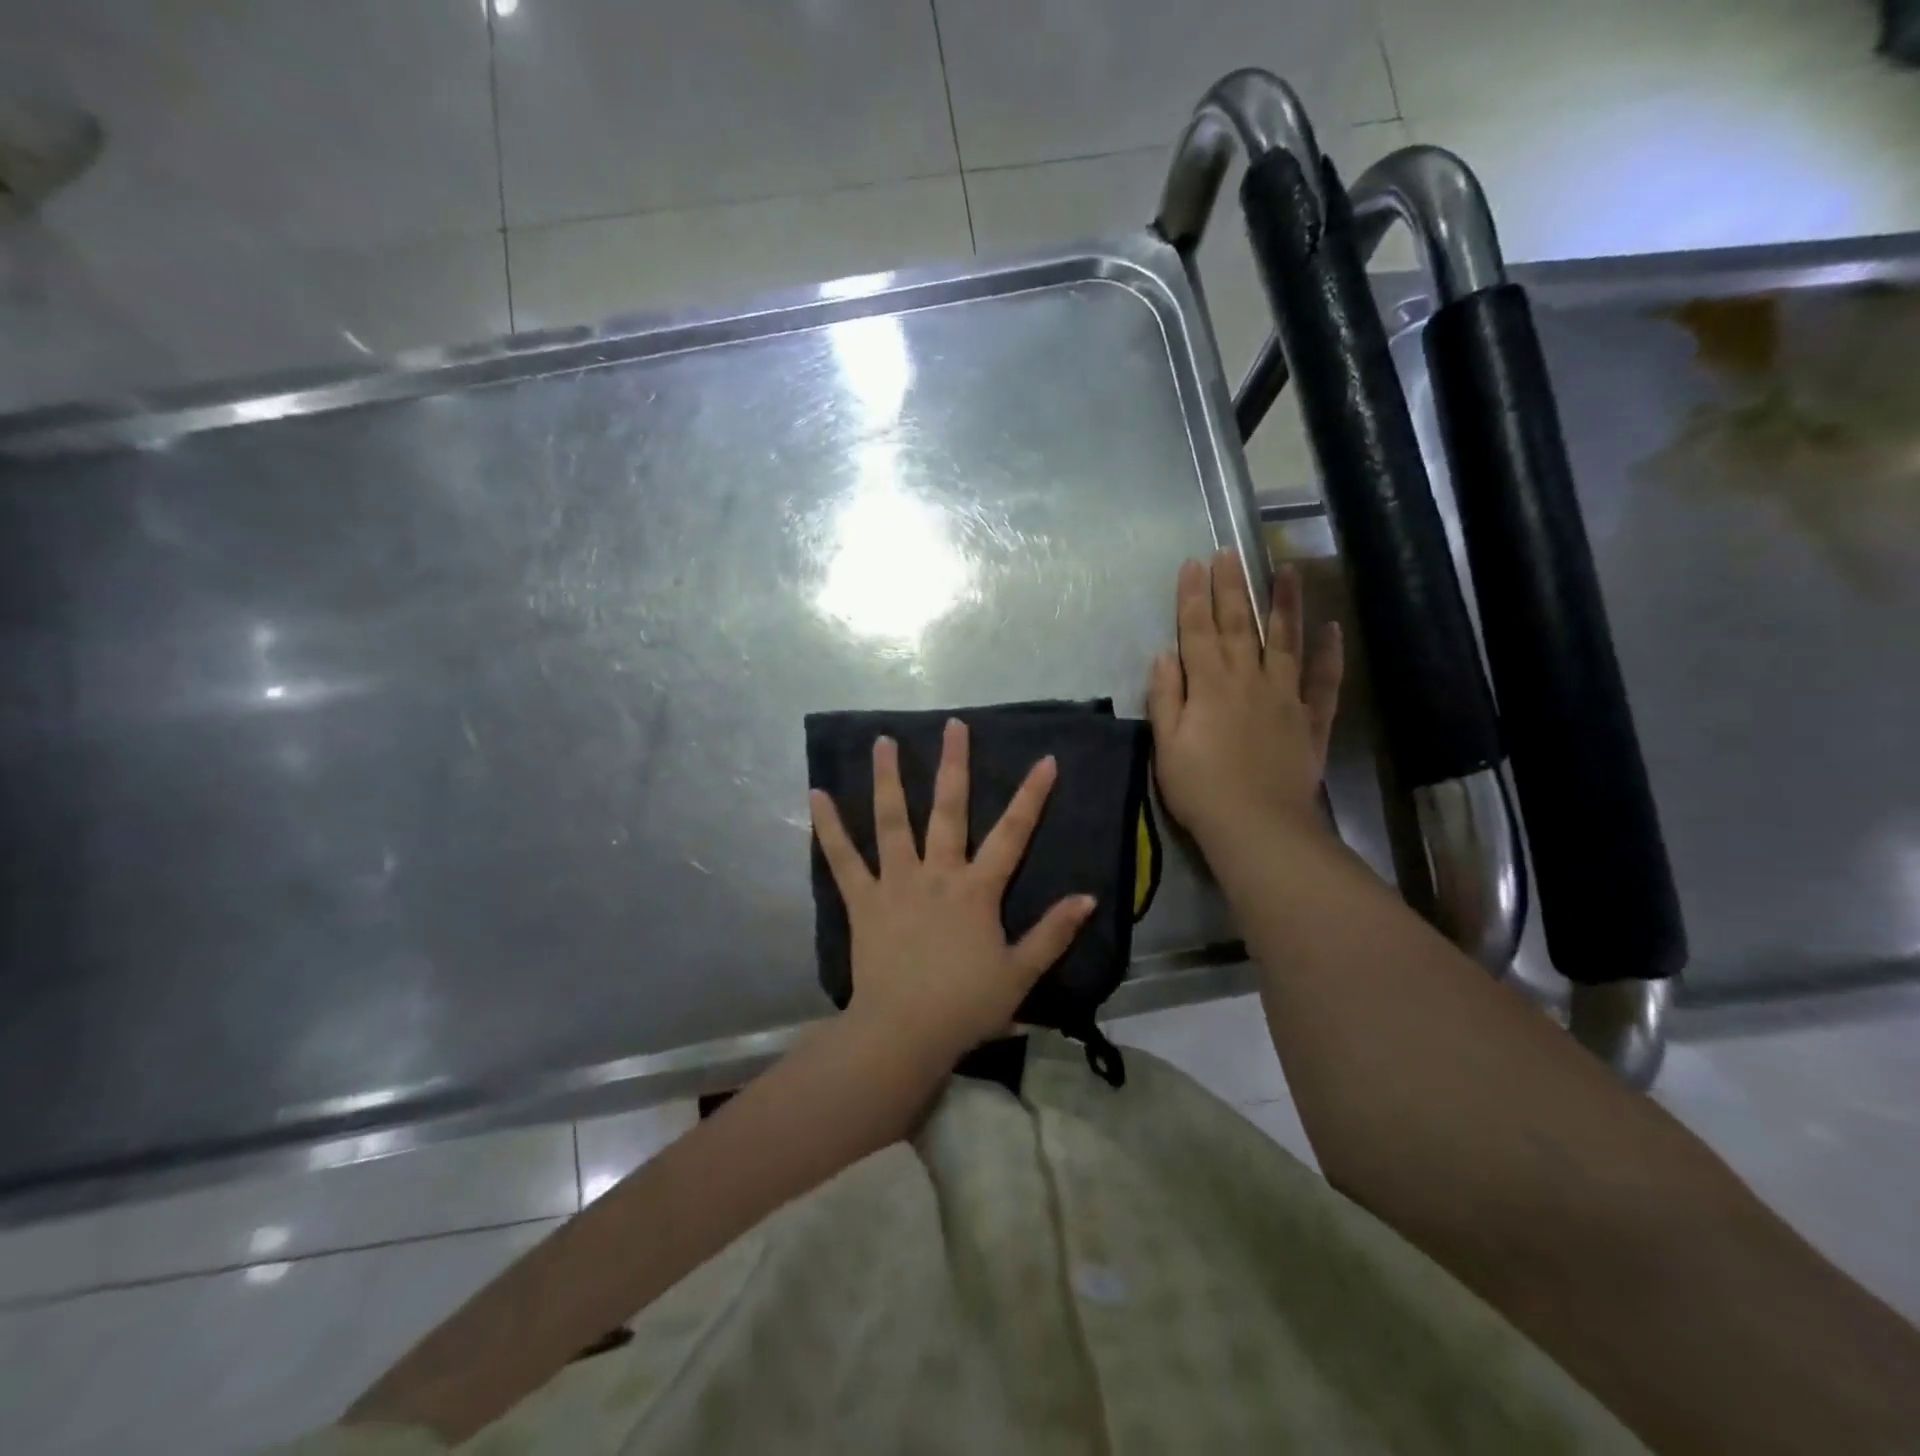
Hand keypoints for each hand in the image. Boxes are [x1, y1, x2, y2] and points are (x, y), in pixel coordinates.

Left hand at [808, 720, 1096, 1062]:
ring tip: (883, 741)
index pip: (1013, 833)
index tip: (1045, 759)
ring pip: (892, 821)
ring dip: (887, 779)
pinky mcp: (863, 900)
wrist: (904, 1033)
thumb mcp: (1020, 973)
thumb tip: (1088, 898)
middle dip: (954, 765)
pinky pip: (843, 859)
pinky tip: (816, 795)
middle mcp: (937, 873)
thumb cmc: (965, 1006)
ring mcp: (896, 883)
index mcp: (977, 889)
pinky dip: (829, 827)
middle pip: (948, 810)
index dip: (1031, 795)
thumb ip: (1053, 933)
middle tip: (953, 726)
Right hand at [1147, 550, 1343, 854]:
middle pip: (1240, 625)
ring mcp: (1286, 697)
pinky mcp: (1311, 720)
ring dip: (1285, 604)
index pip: (1198, 630)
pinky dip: (1330, 654)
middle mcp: (1249, 680)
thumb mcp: (1166, 744)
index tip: (1193, 564)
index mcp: (1210, 685)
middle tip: (1230, 552)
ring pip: (1286, 640)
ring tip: (1285, 570)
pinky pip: (1324, 680)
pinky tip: (1332, 629)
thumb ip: (1165, 696)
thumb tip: (1165, 654)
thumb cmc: (1200, 788)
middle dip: (1232, 587)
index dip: (1193, 596)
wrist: (1257, 826)